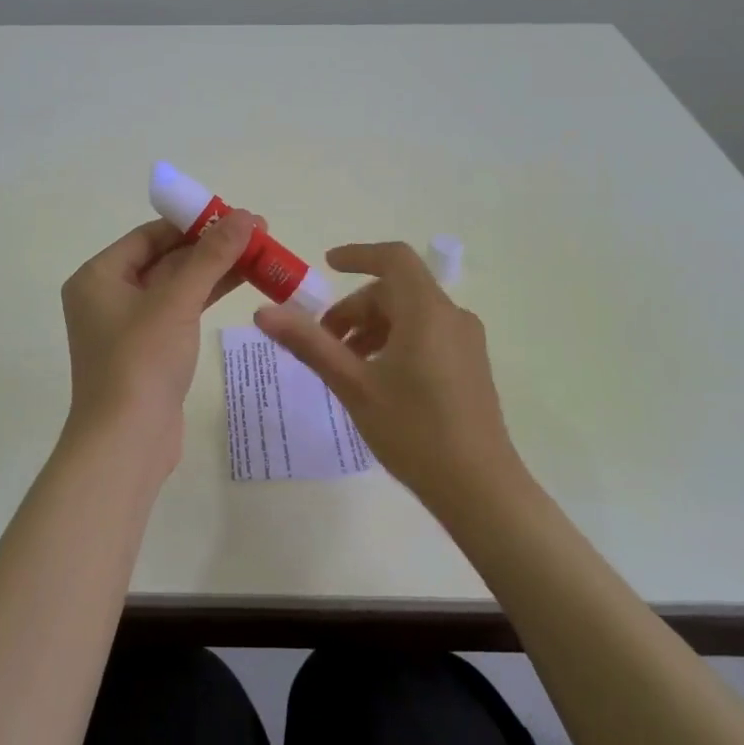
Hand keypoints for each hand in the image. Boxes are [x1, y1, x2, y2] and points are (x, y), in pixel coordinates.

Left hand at [59, 210, 258, 463]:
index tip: (235, 215)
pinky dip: (207, 296)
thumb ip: (211, 257)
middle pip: (165, 258)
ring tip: (262, 254)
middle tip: (258, 233)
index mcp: (98, 276)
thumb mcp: (177, 301)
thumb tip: (245, 217)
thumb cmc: (141, 361)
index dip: (193, 222)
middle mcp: (108, 296)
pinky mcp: (149, 350)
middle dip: (211, 246)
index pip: (150, 235)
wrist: (127, 442)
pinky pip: (180, 311)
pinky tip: (243, 282)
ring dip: (215, 270)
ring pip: (177, 286)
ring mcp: (128, 325)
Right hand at [255, 242, 523, 512]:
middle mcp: (451, 317)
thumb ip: (309, 344)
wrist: (480, 489)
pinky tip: (377, 379)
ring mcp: (466, 342)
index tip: (326, 265)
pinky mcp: (471, 365)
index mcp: (426, 312)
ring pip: (411, 314)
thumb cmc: (413, 431)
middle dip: (355, 308)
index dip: (358, 255)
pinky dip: (395, 341)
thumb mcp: (353, 385)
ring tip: (345, 364)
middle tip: (323, 342)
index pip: (394, 259)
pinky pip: (427, 334)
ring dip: (373, 327)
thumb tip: (264, 313)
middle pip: (397, 291)